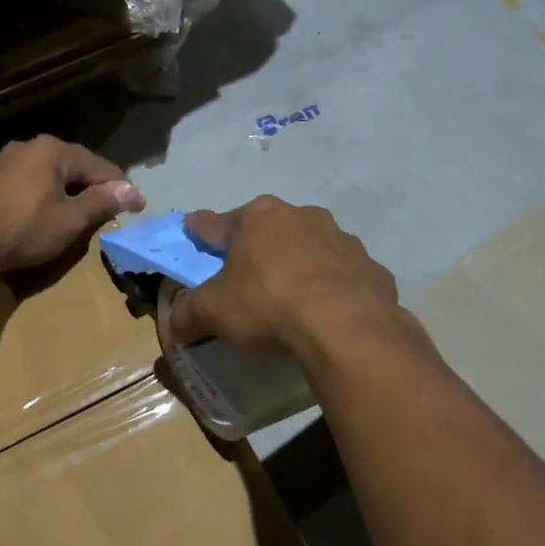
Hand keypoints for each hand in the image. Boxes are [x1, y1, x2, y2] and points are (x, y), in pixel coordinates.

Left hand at [0, 136, 145, 274]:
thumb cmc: (26, 229)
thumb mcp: (71, 219)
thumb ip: (103, 202)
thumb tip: (134, 191)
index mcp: (52, 150)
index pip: (99, 166)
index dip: (122, 188)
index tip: (139, 207)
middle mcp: (30, 146)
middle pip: (76, 166)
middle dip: (96, 188)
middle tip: (114, 211)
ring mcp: (8, 160)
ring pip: (54, 174)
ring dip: (73, 192)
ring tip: (87, 214)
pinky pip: (34, 181)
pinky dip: (51, 195)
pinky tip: (54, 212)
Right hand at [166, 197, 403, 357]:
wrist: (345, 327)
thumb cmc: (267, 304)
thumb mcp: (214, 311)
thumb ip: (188, 313)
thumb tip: (172, 322)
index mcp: (259, 218)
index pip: (217, 223)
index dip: (201, 229)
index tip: (192, 227)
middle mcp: (302, 217)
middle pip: (269, 231)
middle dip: (257, 247)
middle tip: (246, 272)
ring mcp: (343, 241)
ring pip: (311, 249)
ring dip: (299, 265)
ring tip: (291, 296)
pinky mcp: (372, 270)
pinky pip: (343, 277)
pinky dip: (332, 289)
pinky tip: (327, 313)